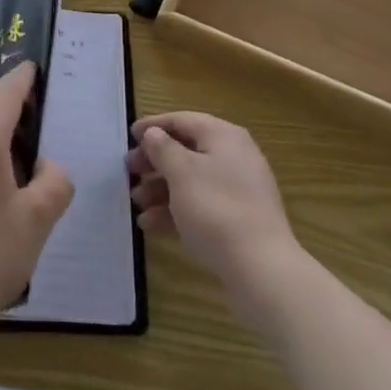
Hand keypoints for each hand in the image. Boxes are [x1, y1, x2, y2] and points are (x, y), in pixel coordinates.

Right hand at [128, 111, 299, 299]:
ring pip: (191, 180)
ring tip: (136, 202)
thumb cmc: (216, 209)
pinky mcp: (237, 219)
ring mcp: (237, 190)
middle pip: (186, 150)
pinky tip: (150, 224)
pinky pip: (200, 205)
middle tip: (129, 171)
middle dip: (154, 161)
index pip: (183, 120)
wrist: (261, 269)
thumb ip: (163, 148)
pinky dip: (175, 210)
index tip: (129, 136)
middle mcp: (233, 157)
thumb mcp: (181, 172)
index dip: (154, 126)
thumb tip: (154, 134)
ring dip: (160, 188)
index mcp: (223, 136)